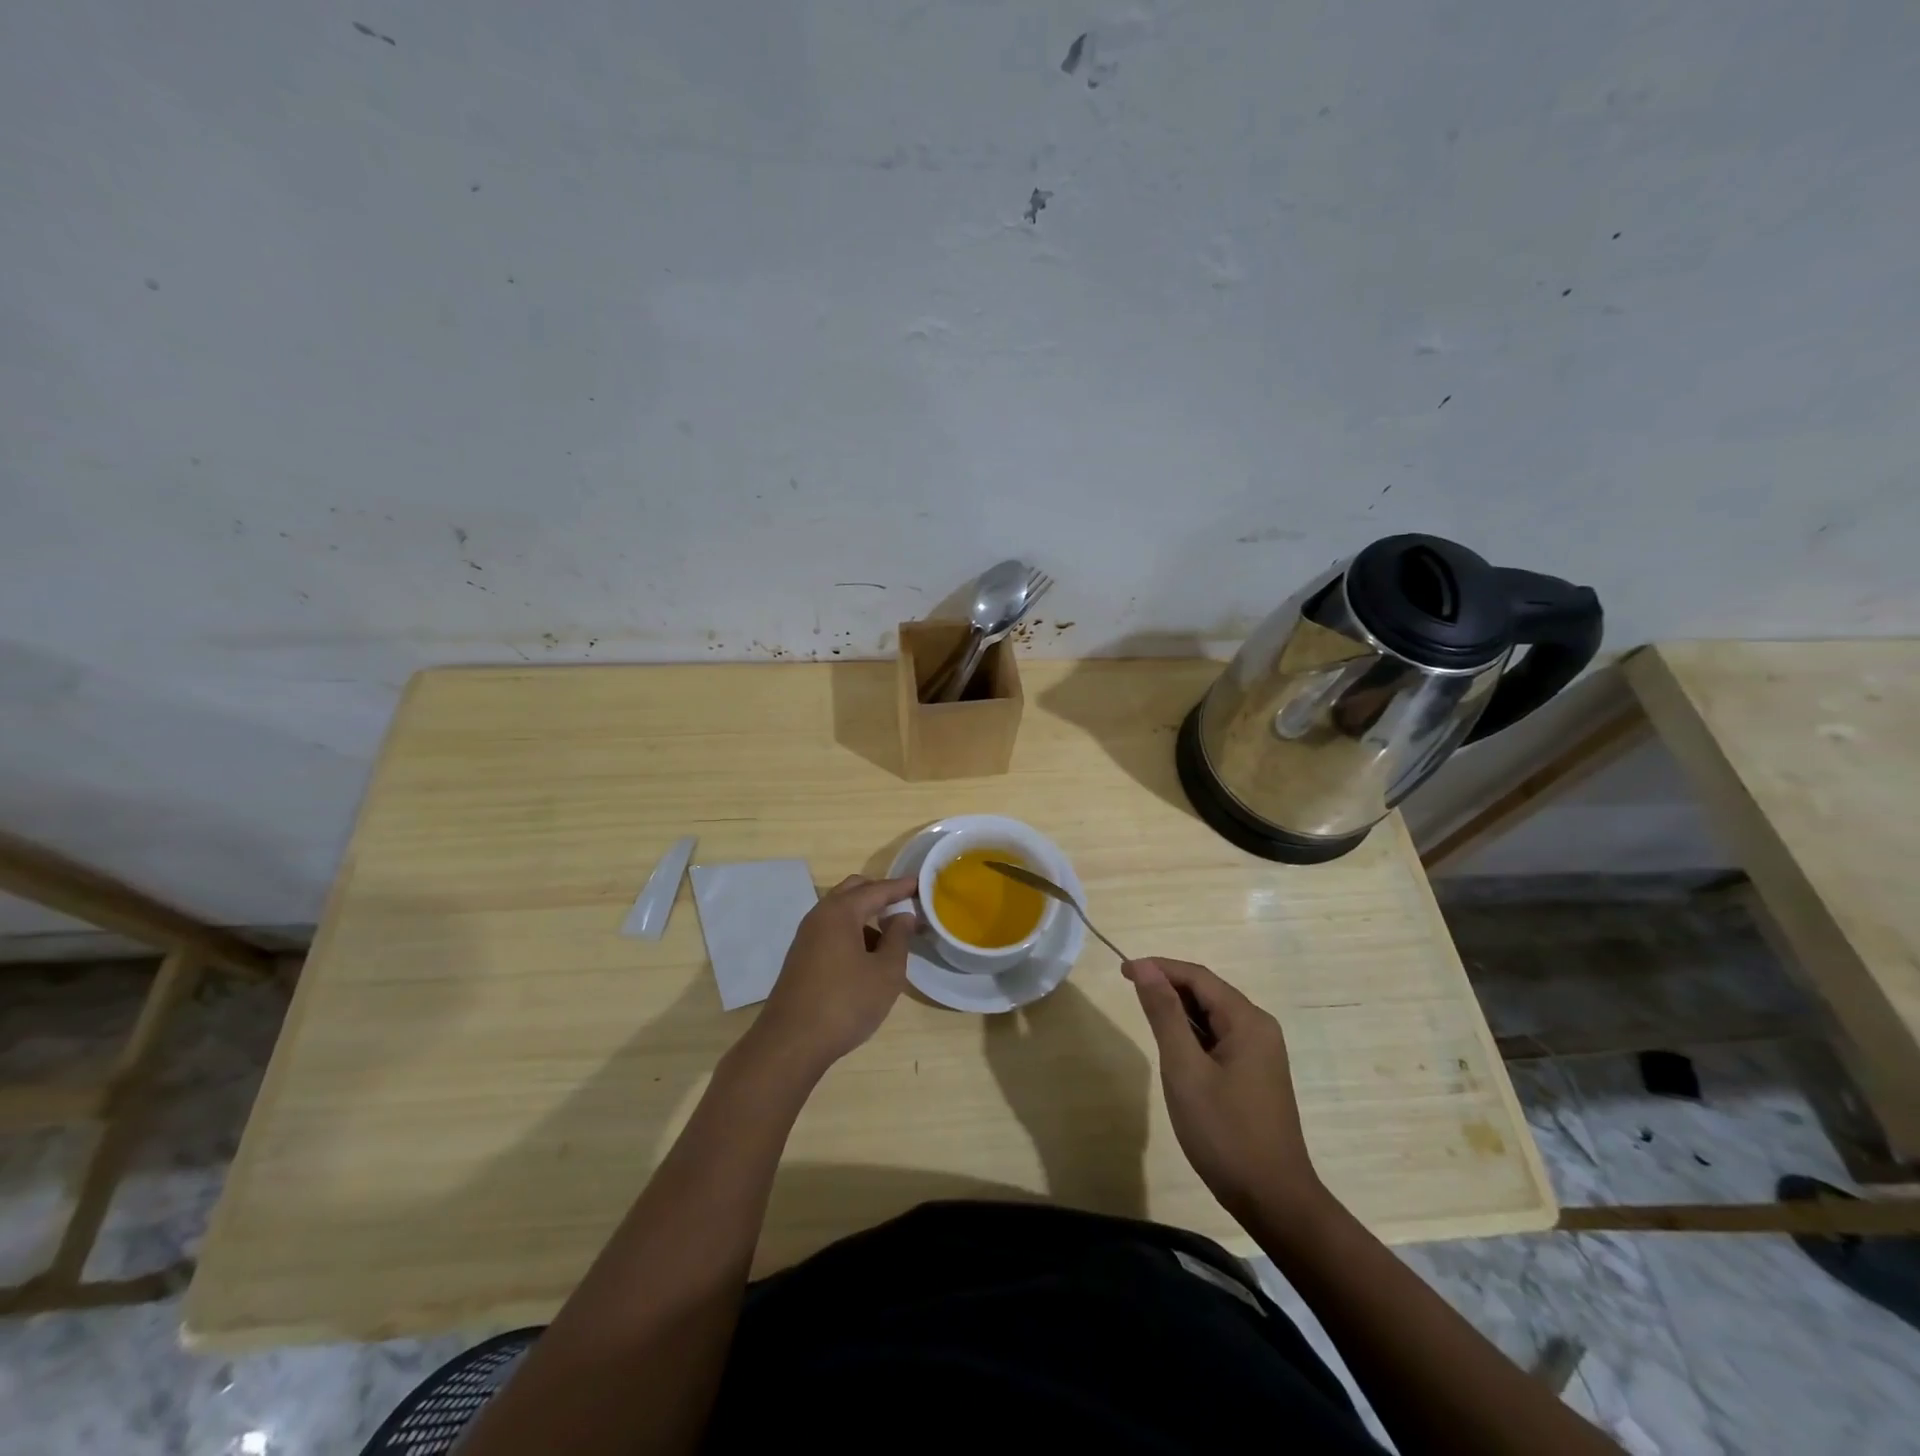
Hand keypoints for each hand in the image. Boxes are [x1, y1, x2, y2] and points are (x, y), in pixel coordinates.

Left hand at [750, 874, 918, 1072]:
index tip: (921, 885)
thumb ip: (899, 938)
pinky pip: (831, 931)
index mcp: (840, 913)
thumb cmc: (845, 1003)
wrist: (791, 1044)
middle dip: (879, 893)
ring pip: (840, 913)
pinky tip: (867, 958)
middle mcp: (819, 916)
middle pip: (853, 891)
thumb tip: (903, 916)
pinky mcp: (801, 958)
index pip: (876, 889)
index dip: (900, 887)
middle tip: (905, 902)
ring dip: (865, 915)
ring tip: (891, 935)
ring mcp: (806, 937)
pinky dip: (852, 932)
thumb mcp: (886, 972)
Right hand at [1123, 957, 1321, 1220]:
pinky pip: (1219, 1037)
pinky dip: (1192, 1033)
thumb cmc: (1225, 1133)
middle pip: (1207, 992)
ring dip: (1179, 1010)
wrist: (1274, 1200)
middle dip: (1168, 985)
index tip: (1122, 970)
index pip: (1197, 977)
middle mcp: (1259, 1028)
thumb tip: (1146, 968)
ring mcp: (1260, 1053)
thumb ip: (1165, 1014)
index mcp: (1247, 1021)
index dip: (1159, 967)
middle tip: (1128, 988)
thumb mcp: (1185, 1070)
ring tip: (1144, 1014)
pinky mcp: (1255, 1074)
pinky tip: (1173, 1046)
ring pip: (1212, 1015)